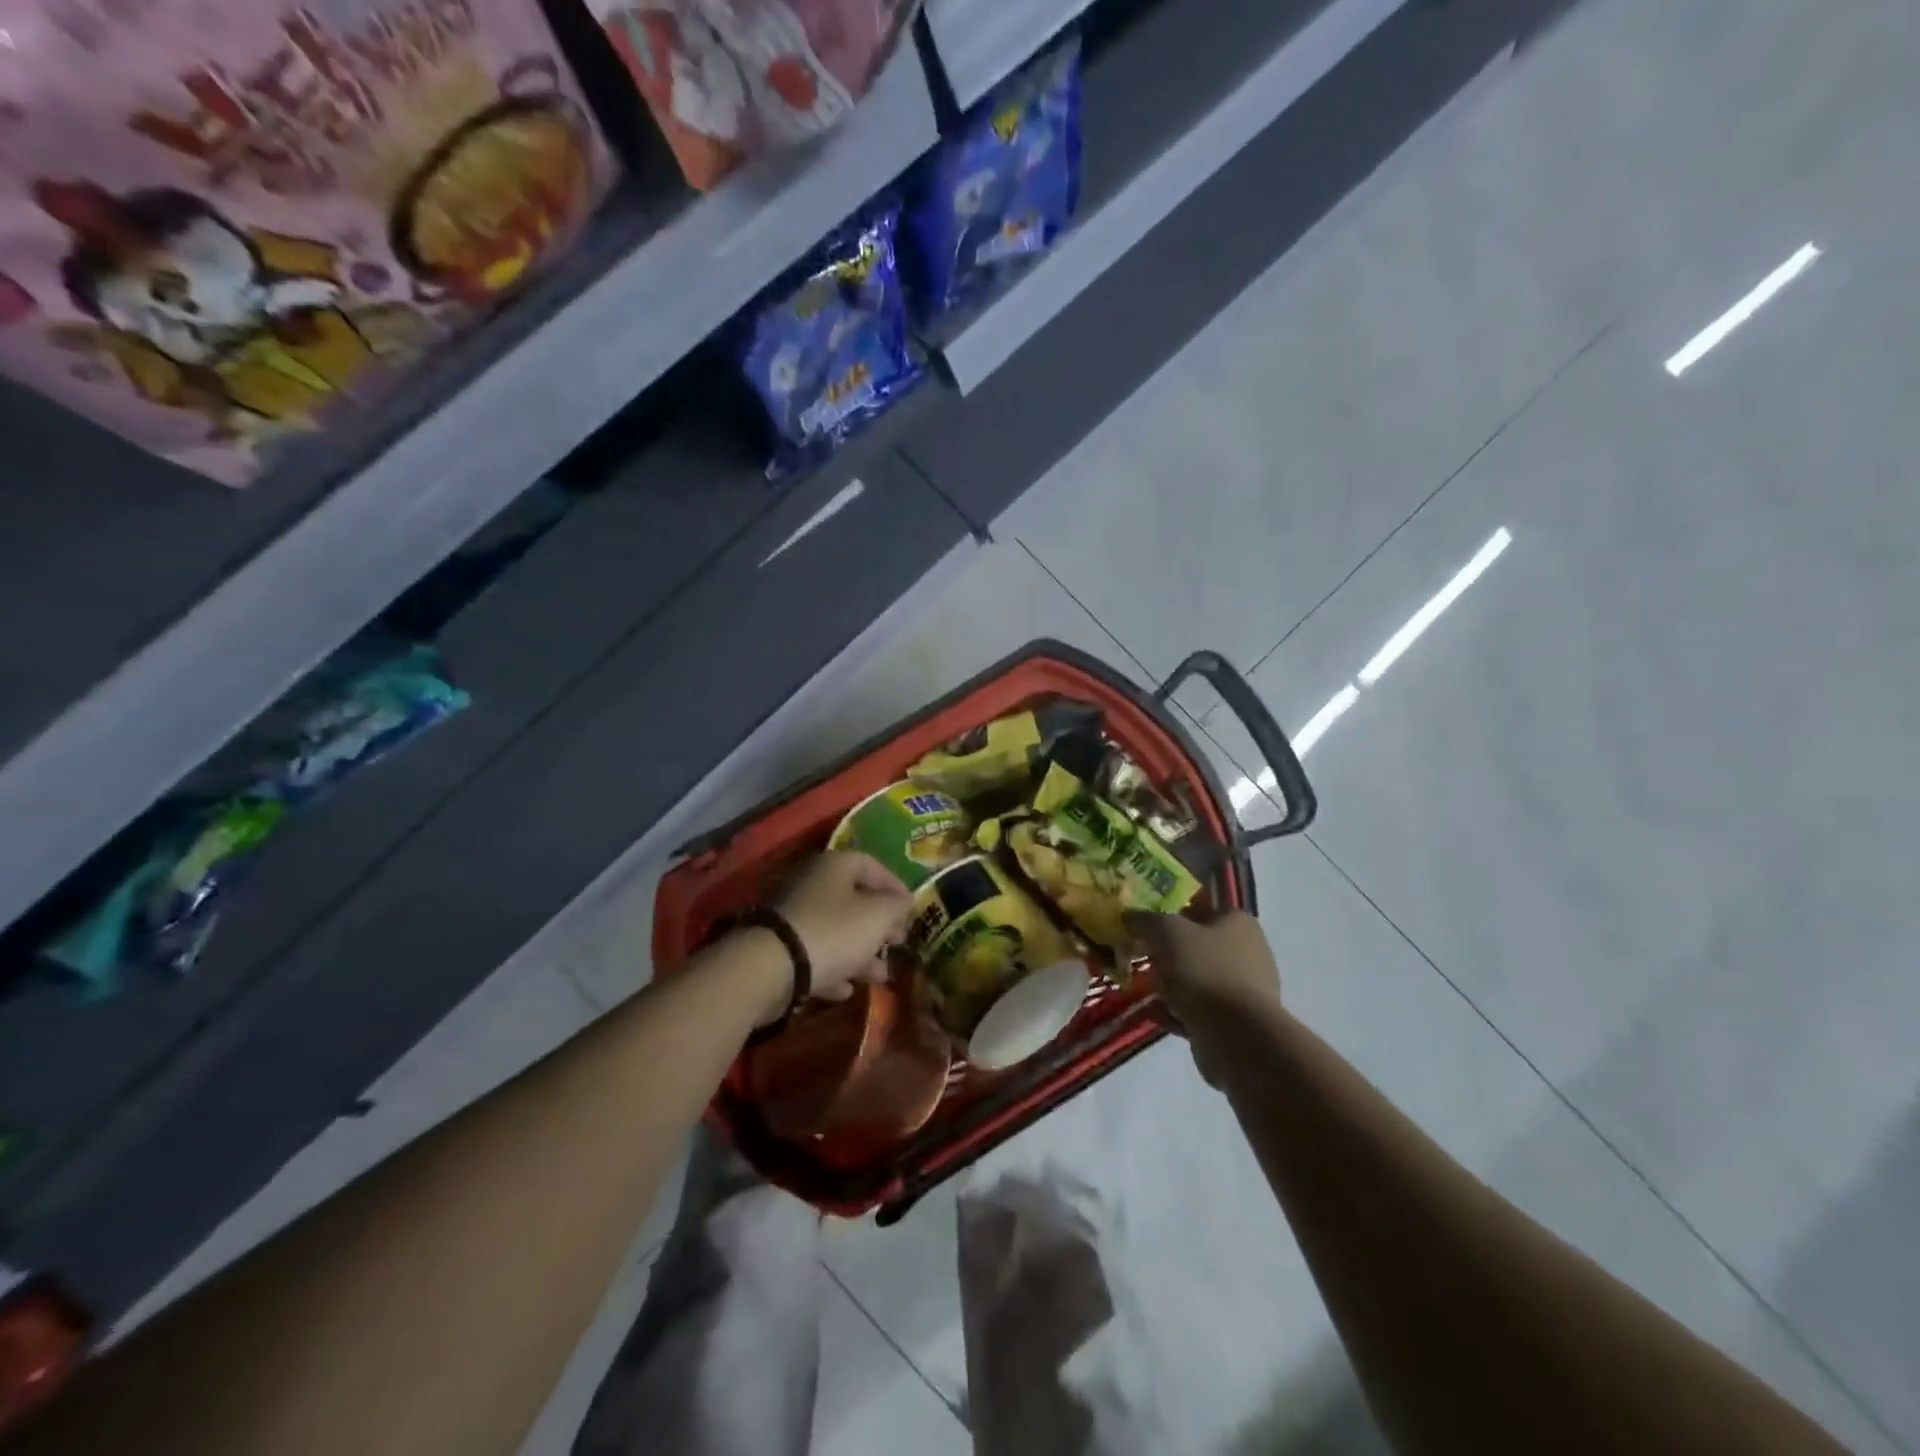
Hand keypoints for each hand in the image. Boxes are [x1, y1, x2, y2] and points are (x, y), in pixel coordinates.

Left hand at [771, 851, 912, 1004]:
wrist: (771, 968)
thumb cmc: (834, 931)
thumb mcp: (878, 916)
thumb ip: (897, 906)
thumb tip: (904, 901)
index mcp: (835, 866)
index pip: (871, 865)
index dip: (894, 885)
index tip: (911, 909)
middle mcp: (812, 884)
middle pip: (853, 900)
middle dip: (879, 925)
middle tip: (896, 943)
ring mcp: (793, 917)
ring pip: (835, 931)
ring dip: (860, 953)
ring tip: (880, 976)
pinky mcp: (780, 948)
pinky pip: (815, 954)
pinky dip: (833, 969)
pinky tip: (846, 990)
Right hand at [1127, 909, 1280, 1083]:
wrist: (1237, 1037)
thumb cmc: (1205, 970)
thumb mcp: (1168, 932)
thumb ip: (1146, 920)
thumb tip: (1129, 916)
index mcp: (1238, 922)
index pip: (1201, 906)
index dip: (1171, 909)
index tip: (1144, 920)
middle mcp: (1246, 951)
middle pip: (1197, 944)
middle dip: (1166, 950)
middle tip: (1138, 953)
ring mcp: (1242, 989)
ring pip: (1196, 978)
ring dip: (1168, 983)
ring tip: (1139, 985)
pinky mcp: (1234, 1022)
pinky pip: (1197, 1009)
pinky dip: (1175, 1010)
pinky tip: (1151, 1013)